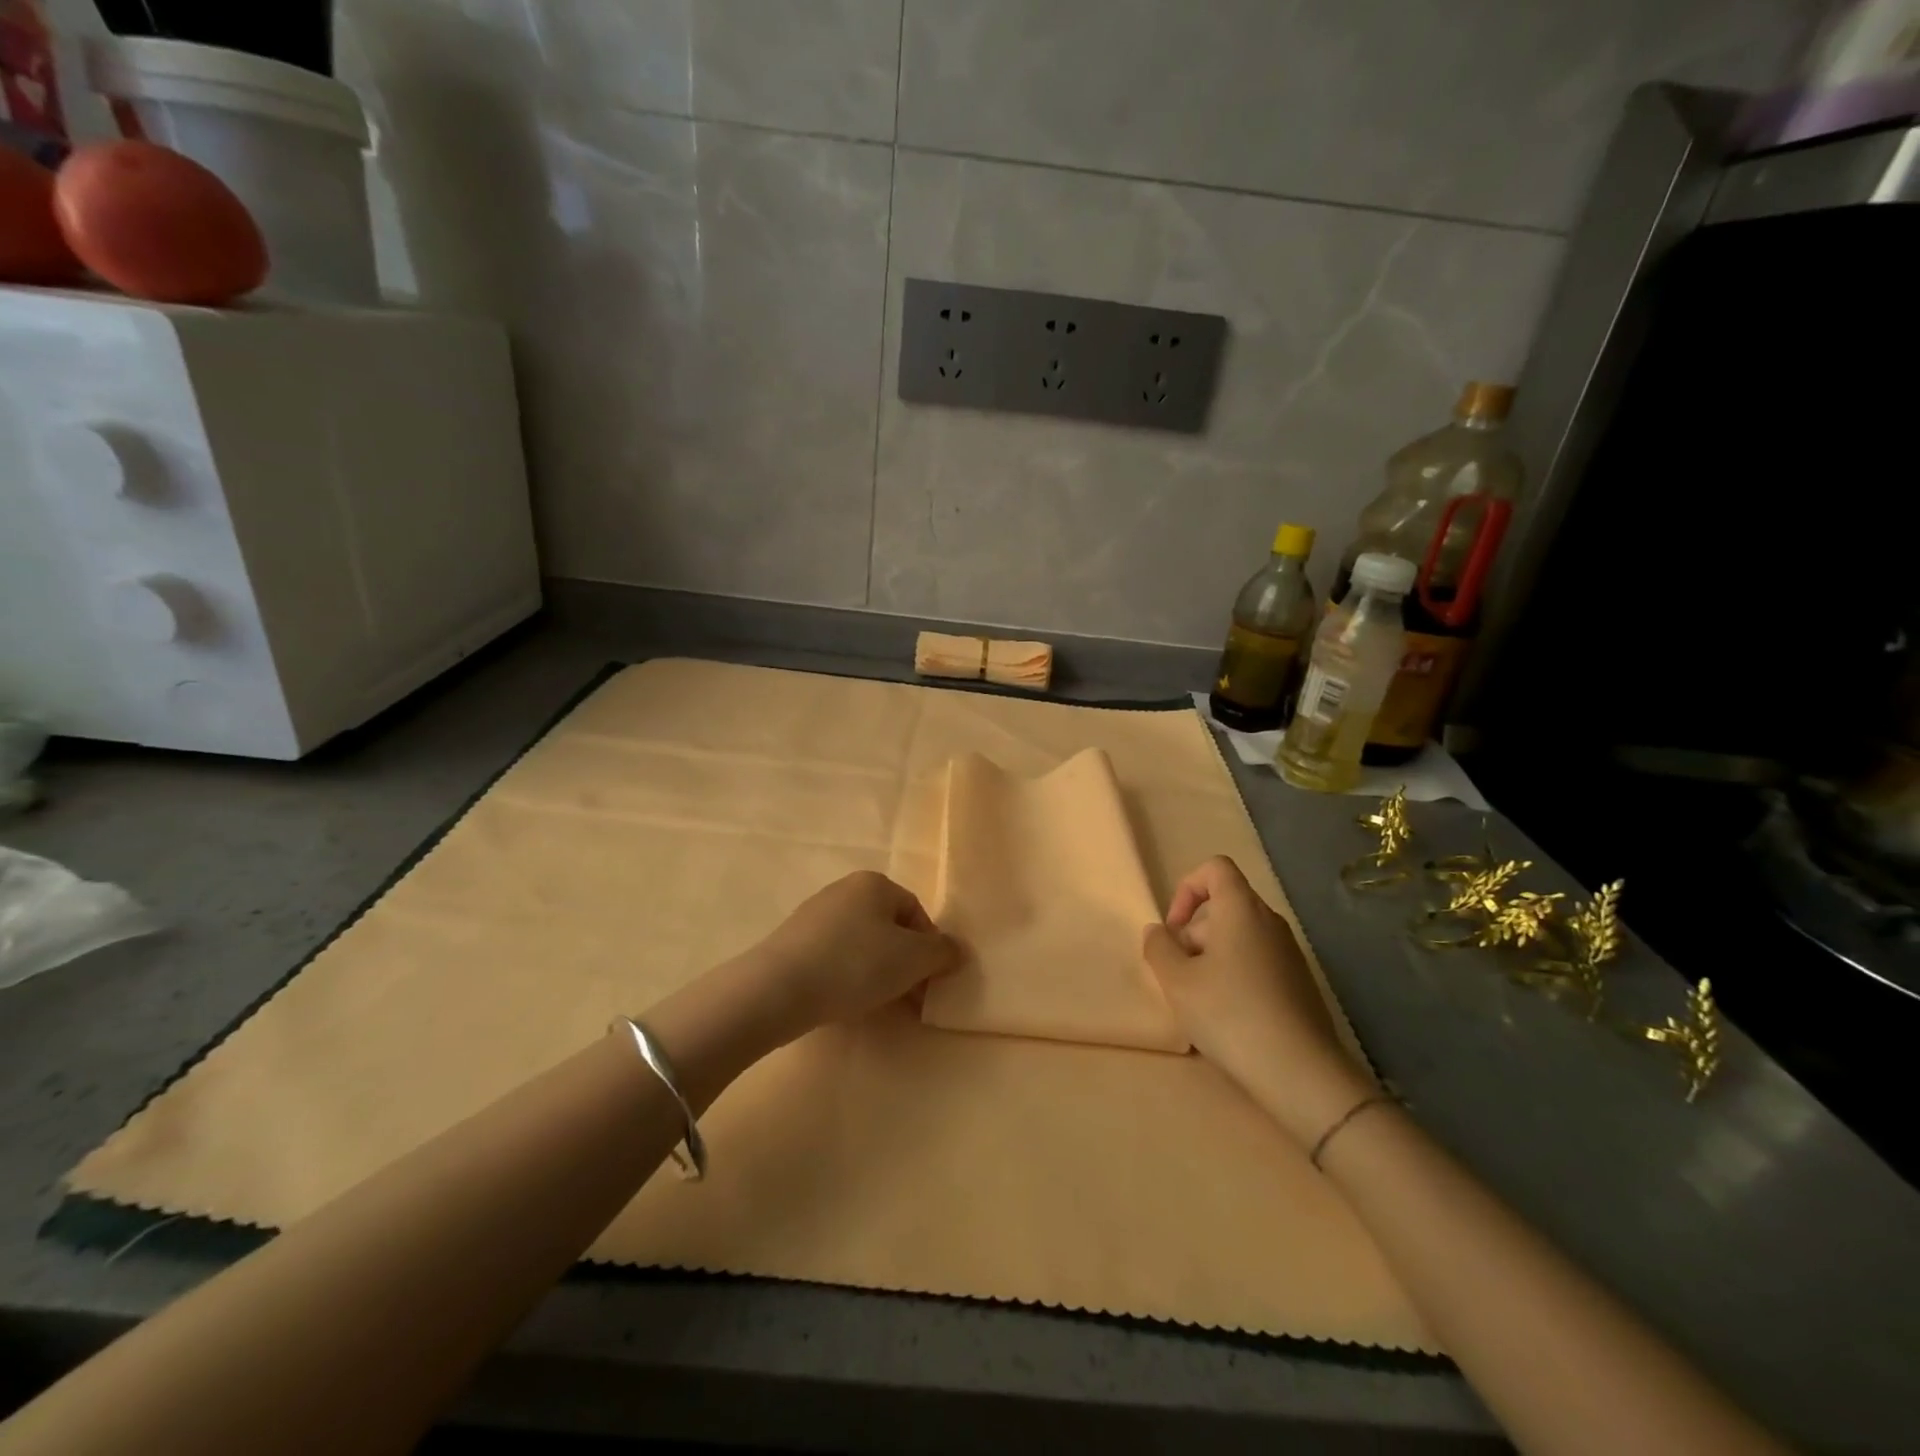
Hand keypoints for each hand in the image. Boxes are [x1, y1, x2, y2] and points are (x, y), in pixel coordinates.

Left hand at [752, 870, 959, 1033]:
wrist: (778, 989)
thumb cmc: (855, 965)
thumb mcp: (912, 959)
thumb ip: (942, 952)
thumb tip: (957, 950)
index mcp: (874, 883)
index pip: (916, 912)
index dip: (929, 949)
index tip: (929, 983)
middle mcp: (844, 890)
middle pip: (888, 928)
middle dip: (904, 964)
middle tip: (909, 998)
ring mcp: (815, 915)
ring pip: (862, 944)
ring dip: (877, 973)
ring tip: (879, 1005)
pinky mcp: (793, 942)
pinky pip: (834, 957)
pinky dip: (847, 977)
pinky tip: (846, 1001)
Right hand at [1143, 856, 1372, 1145]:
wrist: (1300, 1071)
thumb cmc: (1230, 1014)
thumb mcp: (1177, 981)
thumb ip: (1159, 947)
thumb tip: (1158, 931)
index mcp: (1241, 909)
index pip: (1215, 868)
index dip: (1187, 889)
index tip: (1175, 929)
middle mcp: (1270, 921)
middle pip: (1224, 906)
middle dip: (1194, 933)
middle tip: (1180, 975)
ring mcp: (1290, 953)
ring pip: (1240, 937)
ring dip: (1212, 958)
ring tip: (1201, 1001)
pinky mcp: (1300, 983)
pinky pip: (1258, 962)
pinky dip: (1237, 976)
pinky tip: (1229, 1017)